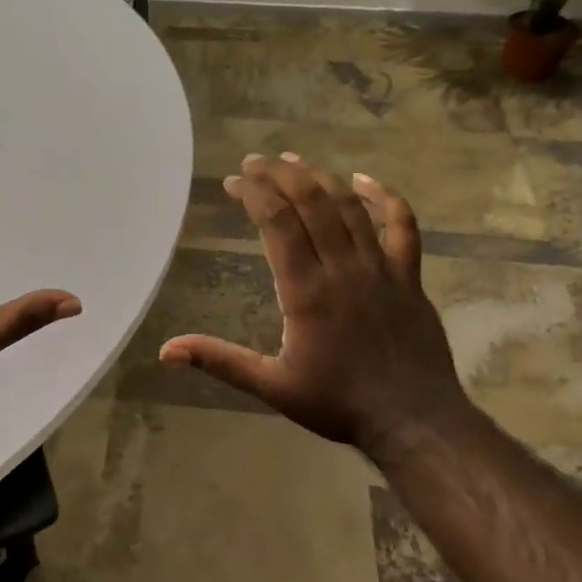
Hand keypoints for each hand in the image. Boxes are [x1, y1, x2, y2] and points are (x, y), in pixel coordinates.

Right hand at [159, 153, 472, 459]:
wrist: (415, 420)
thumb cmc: (338, 404)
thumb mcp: (272, 386)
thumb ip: (220, 361)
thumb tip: (166, 351)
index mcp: (306, 291)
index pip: (277, 223)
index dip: (254, 194)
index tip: (233, 182)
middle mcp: (343, 268)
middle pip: (311, 203)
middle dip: (280, 175)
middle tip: (254, 162)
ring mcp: (381, 268)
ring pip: (349, 207)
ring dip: (319, 178)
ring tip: (293, 160)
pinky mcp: (409, 277)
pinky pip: (402, 226)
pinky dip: (385, 197)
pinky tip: (364, 180)